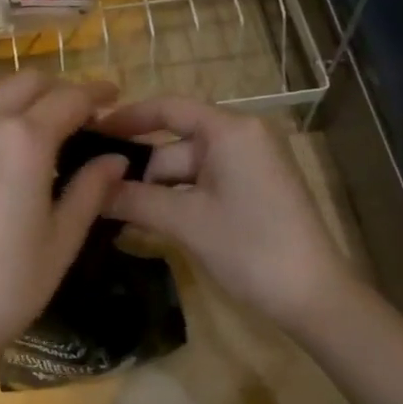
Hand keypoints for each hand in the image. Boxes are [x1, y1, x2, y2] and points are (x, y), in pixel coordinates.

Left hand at [0, 73, 129, 403]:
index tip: (112, 98)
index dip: (96, 93)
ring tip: (39, 136)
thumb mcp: (62, 239)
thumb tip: (115, 159)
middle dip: (59, 90)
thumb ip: (91, 188)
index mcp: (24, 141)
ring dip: (22, 105)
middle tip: (80, 116)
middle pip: (27, 83)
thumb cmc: (8, 286)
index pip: (69, 98)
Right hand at [97, 97, 360, 335]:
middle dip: (138, 170)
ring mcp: (250, 165)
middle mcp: (242, 137)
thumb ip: (135, 199)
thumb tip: (90, 190)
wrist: (312, 295)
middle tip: (93, 191)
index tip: (90, 131)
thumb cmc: (249, 248)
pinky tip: (147, 221)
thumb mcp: (186, 222)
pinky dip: (178, 200)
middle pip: (175, 144)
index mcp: (231, 130)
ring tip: (112, 212)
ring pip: (187, 169)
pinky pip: (205, 185)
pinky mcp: (254, 190)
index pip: (169, 108)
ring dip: (155, 191)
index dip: (127, 118)